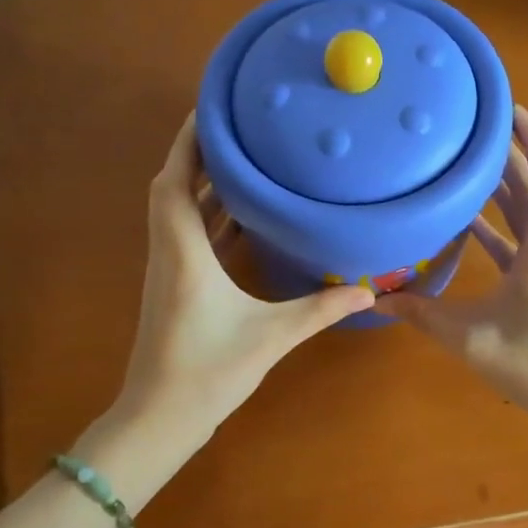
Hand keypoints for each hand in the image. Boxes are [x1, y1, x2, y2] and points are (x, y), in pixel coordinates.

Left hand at [112, 115, 375, 445]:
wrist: (159, 419)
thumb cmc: (208, 372)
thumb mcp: (271, 336)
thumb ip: (320, 310)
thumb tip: (368, 291)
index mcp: (184, 252)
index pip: (175, 181)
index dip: (188, 142)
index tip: (210, 109)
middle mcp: (170, 252)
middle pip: (174, 188)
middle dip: (201, 155)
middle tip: (240, 129)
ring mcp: (169, 271)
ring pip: (180, 213)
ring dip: (206, 185)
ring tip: (247, 161)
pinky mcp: (176, 288)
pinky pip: (190, 236)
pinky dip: (211, 217)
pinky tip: (244, 217)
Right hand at [378, 106, 527, 421]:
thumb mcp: (470, 340)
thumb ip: (423, 315)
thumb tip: (378, 298)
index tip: (511, 111)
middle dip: (514, 153)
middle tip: (478, 125)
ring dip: (508, 185)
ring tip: (472, 160)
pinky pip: (526, 239)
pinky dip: (502, 224)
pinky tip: (472, 221)